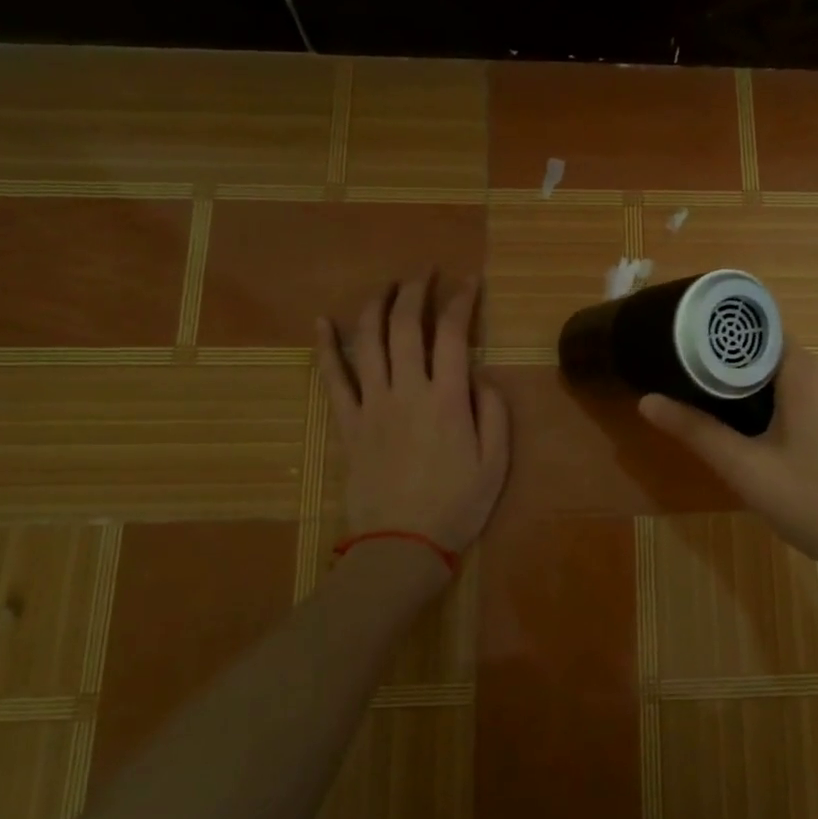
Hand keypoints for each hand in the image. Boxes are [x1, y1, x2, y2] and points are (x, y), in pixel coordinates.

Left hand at [317, 276, 509, 560]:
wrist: (401, 545)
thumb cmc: (456, 506)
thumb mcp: (496, 464)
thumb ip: (494, 413)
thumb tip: (482, 376)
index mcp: (447, 399)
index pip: (452, 334)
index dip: (461, 301)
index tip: (470, 282)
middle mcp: (407, 391)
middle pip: (405, 326)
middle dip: (416, 291)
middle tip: (425, 273)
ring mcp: (371, 405)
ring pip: (367, 341)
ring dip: (376, 305)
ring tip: (386, 285)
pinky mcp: (348, 423)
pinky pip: (332, 378)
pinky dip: (325, 346)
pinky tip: (321, 322)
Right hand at [638, 347, 817, 619]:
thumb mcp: (748, 472)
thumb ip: (697, 431)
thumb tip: (647, 401)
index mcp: (809, 372)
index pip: (758, 334)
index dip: (723, 346)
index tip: (692, 361)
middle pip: (778, 359)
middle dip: (743, 379)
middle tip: (709, 407)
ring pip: (802, 382)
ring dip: (772, 400)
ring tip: (742, 432)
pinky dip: (801, 413)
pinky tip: (787, 449)